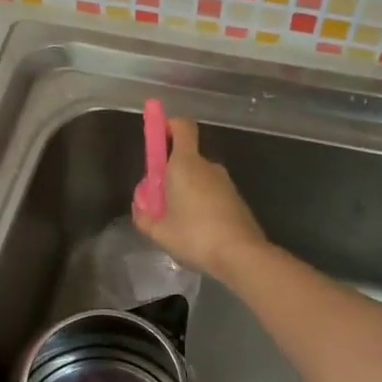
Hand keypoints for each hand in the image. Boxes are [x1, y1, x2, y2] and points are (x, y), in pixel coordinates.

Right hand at [132, 116, 266, 281]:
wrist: (241, 255)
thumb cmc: (194, 236)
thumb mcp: (159, 231)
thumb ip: (143, 216)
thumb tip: (140, 207)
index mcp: (185, 164)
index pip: (181, 126)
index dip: (167, 126)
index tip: (156, 139)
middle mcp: (207, 166)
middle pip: (185, 157)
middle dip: (170, 172)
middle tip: (158, 199)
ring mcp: (225, 182)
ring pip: (198, 177)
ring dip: (185, 191)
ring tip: (176, 222)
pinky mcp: (235, 199)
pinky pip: (211, 192)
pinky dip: (201, 203)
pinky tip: (196, 231)